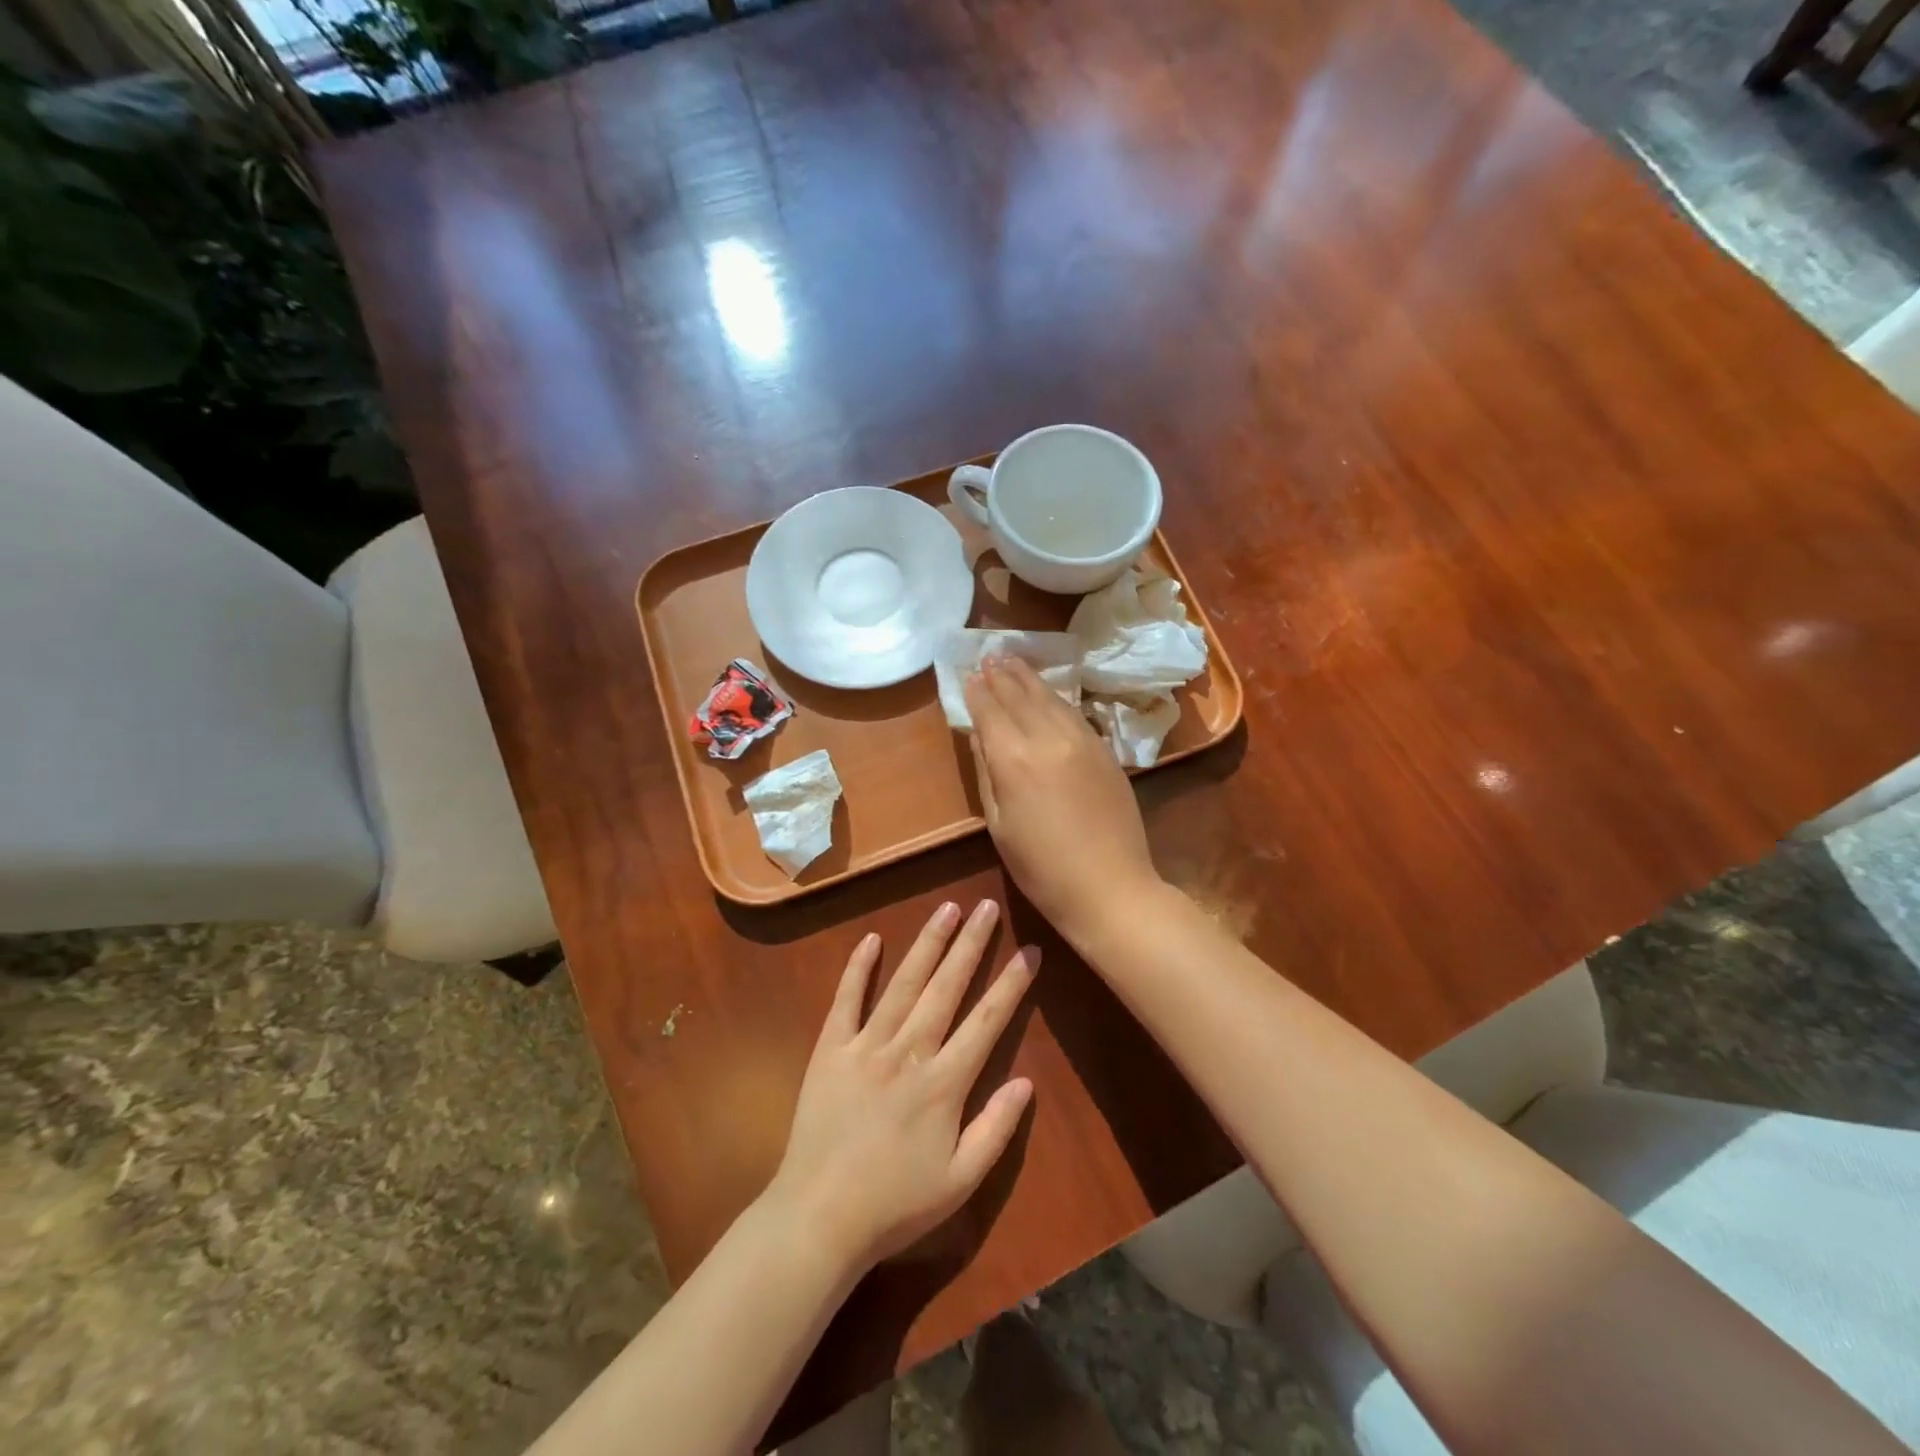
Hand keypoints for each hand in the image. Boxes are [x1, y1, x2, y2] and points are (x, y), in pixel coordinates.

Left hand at [768, 900, 1037, 1273]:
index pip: (987, 1020)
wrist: (818, 1218)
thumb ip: (996, 1129)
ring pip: (903, 984)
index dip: (1012, 983)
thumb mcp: (960, 1181)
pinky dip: (858, 968)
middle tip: (987, 906)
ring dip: (927, 943)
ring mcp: (866, 1045)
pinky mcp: (830, 1049)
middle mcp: (908, 1052)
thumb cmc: (896, 1205)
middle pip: (946, 987)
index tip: (1029, 950)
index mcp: (944, 1083)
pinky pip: (846, 1000)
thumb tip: (1026, 1081)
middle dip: (970, 944)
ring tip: (947, 908)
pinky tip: (872, 939)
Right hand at [964, 656, 1161, 936]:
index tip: (967, 673)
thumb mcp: (999, 824)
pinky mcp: (1105, 750)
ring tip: (1013, 661)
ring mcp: (1082, 740)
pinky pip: (1074, 712)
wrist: (1110, 886)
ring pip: (1050, 698)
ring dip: (1029, 678)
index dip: (976, 691)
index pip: (990, 710)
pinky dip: (1055, 697)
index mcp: (1014, 759)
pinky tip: (1048, 693)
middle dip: (1001, 674)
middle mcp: (1048, 738)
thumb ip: (987, 772)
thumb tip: (980, 734)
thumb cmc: (1041, 868)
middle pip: (1020, 695)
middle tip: (988, 655)